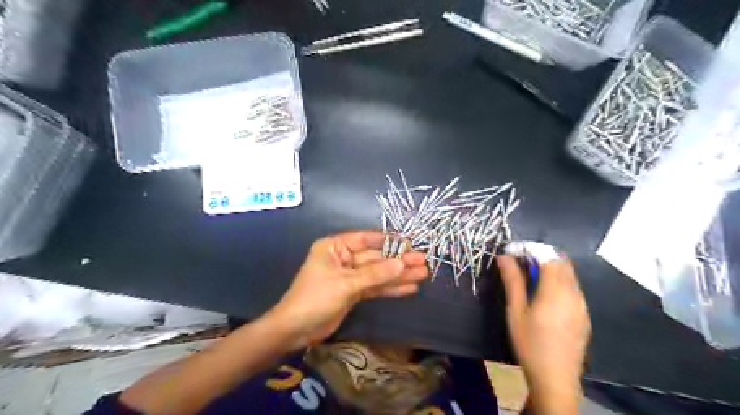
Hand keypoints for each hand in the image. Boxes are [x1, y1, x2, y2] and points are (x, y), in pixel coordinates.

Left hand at [268, 233, 427, 347]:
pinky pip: (375, 287)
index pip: (365, 239)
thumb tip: (402, 263)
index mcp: (335, 247)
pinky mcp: (354, 292)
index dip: (388, 241)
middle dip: (398, 261)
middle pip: (375, 258)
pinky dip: (390, 289)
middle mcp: (343, 258)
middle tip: (424, 261)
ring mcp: (350, 276)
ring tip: (423, 274)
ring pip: (378, 274)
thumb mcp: (345, 283)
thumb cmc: (315, 298)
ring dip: (399, 275)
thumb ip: (375, 274)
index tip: (409, 244)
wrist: (296, 330)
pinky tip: (409, 288)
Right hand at [493, 254, 594, 412]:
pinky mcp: (583, 314)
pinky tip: (543, 294)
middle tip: (519, 262)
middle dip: (540, 255)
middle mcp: (573, 293)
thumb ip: (512, 281)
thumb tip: (504, 256)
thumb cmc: (530, 344)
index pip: (548, 256)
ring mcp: (581, 304)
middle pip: (561, 262)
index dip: (531, 248)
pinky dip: (558, 280)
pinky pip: (572, 287)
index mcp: (556, 291)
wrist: (555, 379)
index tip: (512, 251)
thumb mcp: (515, 311)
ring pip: (568, 274)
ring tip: (528, 276)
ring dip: (550, 267)